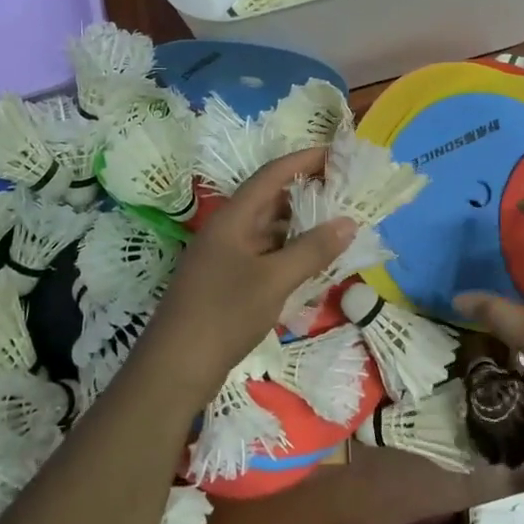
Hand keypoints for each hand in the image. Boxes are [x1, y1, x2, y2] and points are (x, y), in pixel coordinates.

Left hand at [136, 148, 355, 407]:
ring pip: (269, 228)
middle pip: (271, 199)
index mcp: (233, 218)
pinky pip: (265, 253)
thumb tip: (349, 222)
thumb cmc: (223, 315)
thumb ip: (312, 250)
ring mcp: (226, 256)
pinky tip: (313, 261)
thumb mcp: (274, 281)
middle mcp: (228, 230)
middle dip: (307, 192)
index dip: (304, 160)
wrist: (174, 369)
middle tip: (344, 191)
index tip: (337, 154)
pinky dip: (290, 251)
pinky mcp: (227, 281)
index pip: (272, 174)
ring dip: (300, 224)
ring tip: (337, 224)